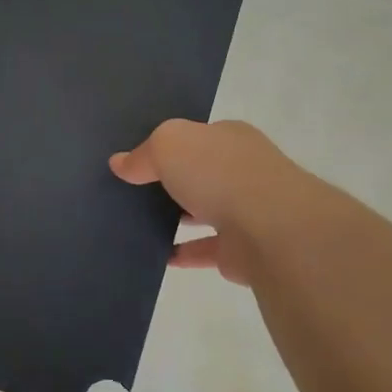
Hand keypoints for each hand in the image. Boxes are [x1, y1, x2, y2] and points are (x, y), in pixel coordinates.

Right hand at [110, 119, 326, 284]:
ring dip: (179, 217)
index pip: (196, 136)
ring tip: (138, 222)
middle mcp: (242, 170)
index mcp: (229, 138)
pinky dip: (184, 252)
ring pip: (204, 211)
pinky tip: (157, 254)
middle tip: (132, 190)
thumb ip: (143, 154)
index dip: (168, 145)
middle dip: (173, 180)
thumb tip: (119, 163)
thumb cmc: (219, 173)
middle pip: (200, 173)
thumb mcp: (169, 145)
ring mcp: (246, 211)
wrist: (271, 228)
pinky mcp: (243, 250)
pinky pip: (205, 249)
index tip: (137, 157)